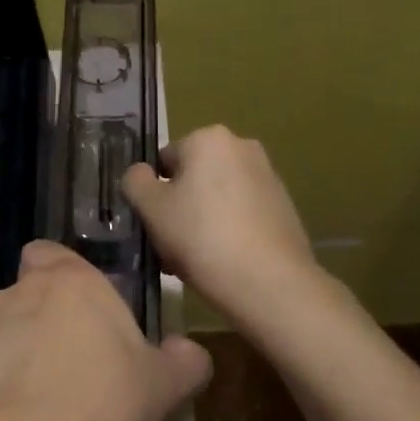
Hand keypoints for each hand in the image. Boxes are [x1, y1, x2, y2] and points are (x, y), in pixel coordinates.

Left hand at [0, 241, 211, 420]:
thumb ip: (184, 359)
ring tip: (43, 396)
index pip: (50, 252)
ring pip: (4, 327)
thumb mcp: (167, 384)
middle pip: (29, 291)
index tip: (84, 309)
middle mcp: (23, 290)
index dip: (62, 275)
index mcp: (72, 280)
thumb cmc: (111, 402)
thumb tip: (191, 353)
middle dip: (44, 316)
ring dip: (19, 347)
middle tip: (73, 359)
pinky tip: (18, 416)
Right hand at [121, 125, 328, 327]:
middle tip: (170, 245)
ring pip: (216, 197)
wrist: (269, 282)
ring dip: (201, 221)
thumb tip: (140, 174)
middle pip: (192, 178)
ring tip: (194, 259)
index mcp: (209, 138)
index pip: (164, 161)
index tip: (154, 225)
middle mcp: (242, 147)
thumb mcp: (151, 208)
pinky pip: (241, 213)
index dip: (153, 194)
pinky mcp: (284, 207)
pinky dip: (228, 230)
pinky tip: (222, 261)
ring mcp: (268, 177)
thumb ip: (135, 182)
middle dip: (179, 207)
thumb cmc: (201, 236)